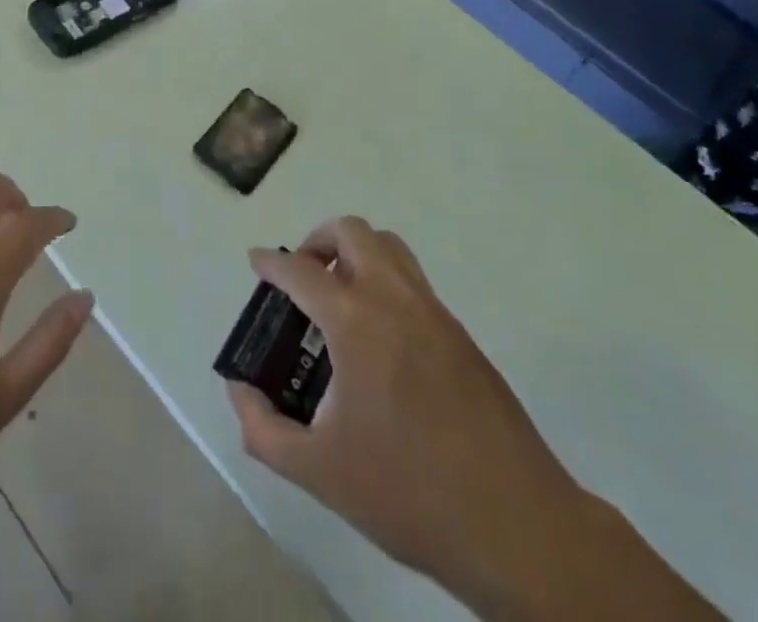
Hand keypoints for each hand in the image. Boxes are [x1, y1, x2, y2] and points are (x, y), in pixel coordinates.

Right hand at [225, 219, 585, 612]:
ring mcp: (433, 312)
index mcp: (355, 321)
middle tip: (302, 276)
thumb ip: (264, 429)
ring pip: (389, 247)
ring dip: (356, 253)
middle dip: (318, 240)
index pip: (300, 270)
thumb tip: (240, 391)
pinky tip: (379, 338)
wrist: (517, 526)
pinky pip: (413, 281)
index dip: (271, 263)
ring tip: (339, 296)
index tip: (256, 262)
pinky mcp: (460, 334)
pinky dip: (385, 282)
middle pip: (352, 231)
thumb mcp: (319, 471)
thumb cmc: (409, 493)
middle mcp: (393, 298)